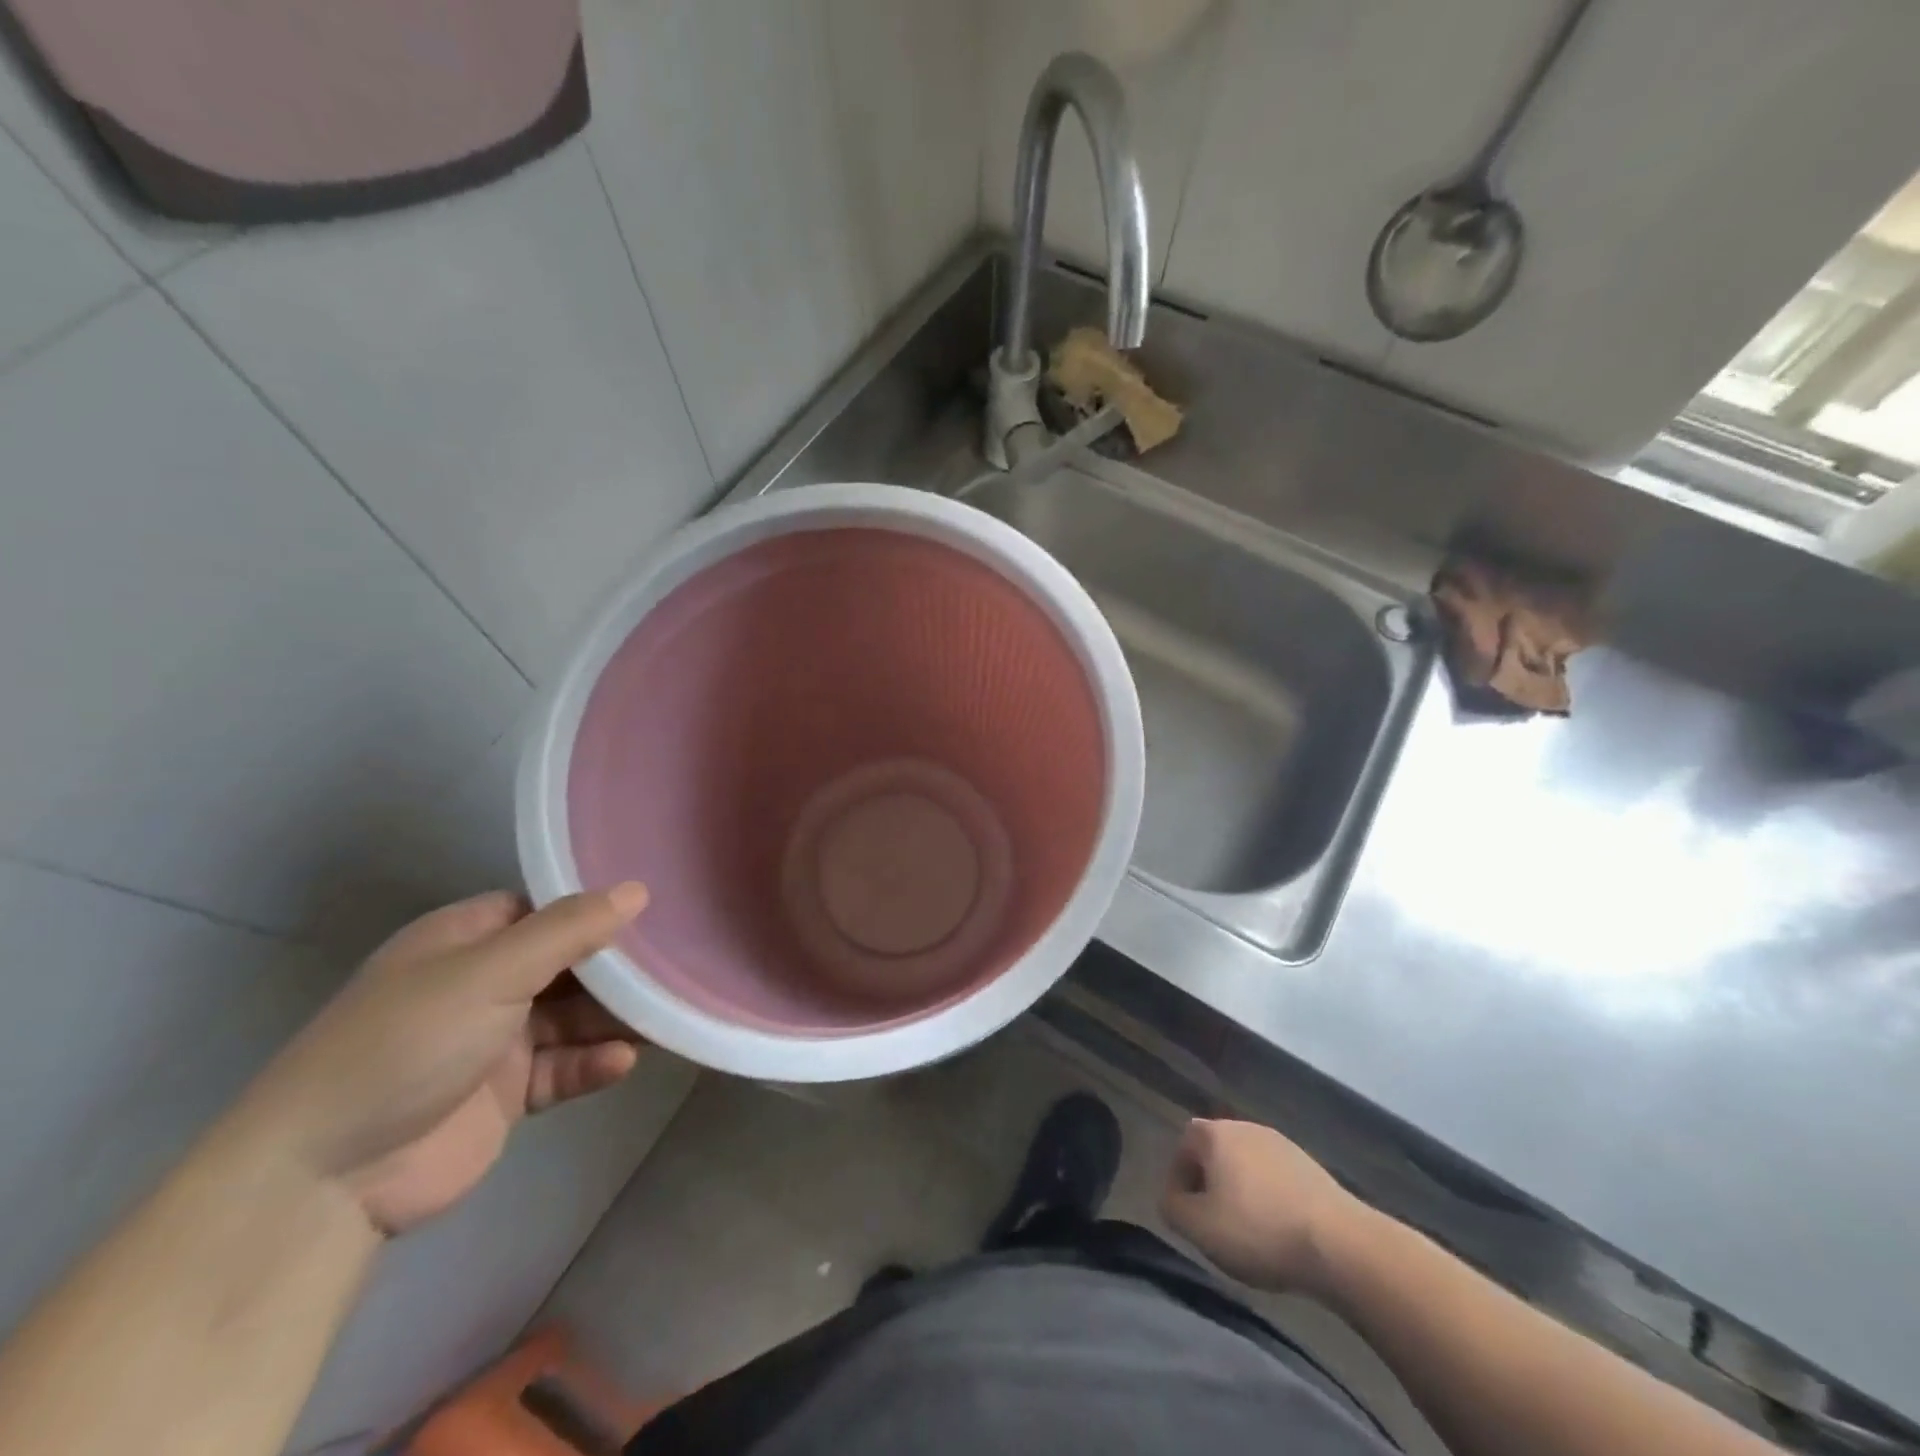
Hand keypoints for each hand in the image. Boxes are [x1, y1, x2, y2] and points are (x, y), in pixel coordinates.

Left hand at [238, 884, 648, 1234]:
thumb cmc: (408, 1043)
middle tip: (676, 964)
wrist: (325, 1179)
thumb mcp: (490, 972)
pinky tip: (623, 1062)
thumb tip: (637, 890)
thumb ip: (569, 931)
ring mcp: (496, 1042)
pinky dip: (593, 1063)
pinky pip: (564, 1068)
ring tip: (667, 1016)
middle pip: (569, 964)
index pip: (545, 910)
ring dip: (615, 1019)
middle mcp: (483, 984)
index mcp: (465, 941)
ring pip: (574, 1018)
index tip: (653, 910)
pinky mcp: (508, 1095)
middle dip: (618, 968)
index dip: (594, 909)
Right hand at [1161, 1118, 1360, 1295]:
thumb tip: (1171, 1197)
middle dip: (1209, 1183)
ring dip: (1240, 1191)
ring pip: (1246, 1165)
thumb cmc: (1258, 1230)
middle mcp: (1245, 1128)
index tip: (1186, 1214)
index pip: (1183, 1146)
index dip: (1178, 1180)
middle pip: (1215, 1152)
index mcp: (1215, 1134)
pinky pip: (1275, 1178)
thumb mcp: (1199, 1228)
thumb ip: (1172, 1207)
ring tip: (1247, 1230)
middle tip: (1213, 1222)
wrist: (1339, 1244)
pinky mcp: (1310, 1166)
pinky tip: (1278, 1230)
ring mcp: (1281, 1143)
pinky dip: (1269, 1198)